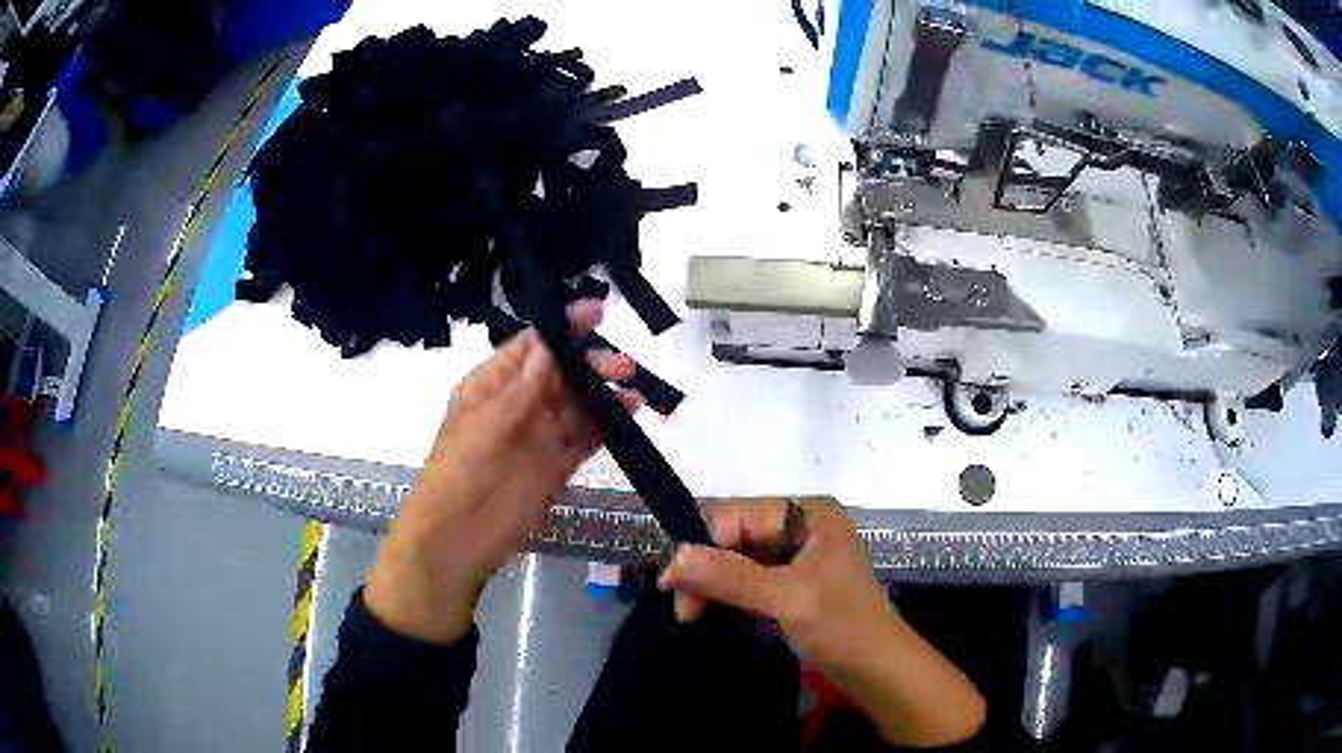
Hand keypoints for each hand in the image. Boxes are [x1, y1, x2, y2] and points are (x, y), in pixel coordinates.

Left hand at [365, 300, 639, 643]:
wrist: (458, 537)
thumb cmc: (461, 471)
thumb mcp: (486, 422)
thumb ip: (523, 385)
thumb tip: (550, 342)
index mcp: (491, 384)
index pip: (531, 346)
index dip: (563, 328)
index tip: (598, 311)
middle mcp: (518, 403)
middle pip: (560, 372)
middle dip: (590, 362)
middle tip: (621, 365)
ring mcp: (539, 435)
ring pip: (577, 403)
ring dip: (604, 391)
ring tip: (632, 386)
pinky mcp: (556, 464)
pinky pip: (585, 436)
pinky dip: (607, 424)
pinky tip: (629, 413)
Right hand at [658, 498, 986, 746]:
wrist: (878, 669)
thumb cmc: (843, 626)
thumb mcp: (787, 598)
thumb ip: (731, 576)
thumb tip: (672, 557)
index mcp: (808, 513)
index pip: (738, 516)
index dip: (701, 546)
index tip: (672, 586)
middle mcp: (800, 526)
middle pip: (734, 537)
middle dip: (705, 571)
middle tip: (684, 612)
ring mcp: (796, 555)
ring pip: (736, 560)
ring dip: (712, 587)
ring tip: (693, 618)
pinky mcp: (792, 583)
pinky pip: (748, 580)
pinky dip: (727, 596)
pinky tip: (711, 614)